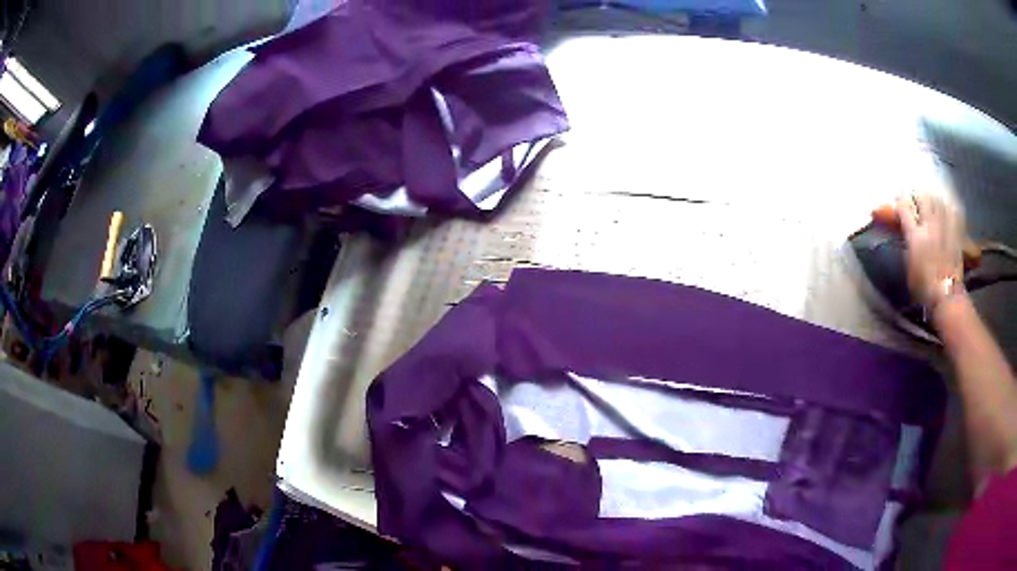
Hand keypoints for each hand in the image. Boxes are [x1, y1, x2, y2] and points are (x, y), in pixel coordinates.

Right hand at [897, 193, 965, 308]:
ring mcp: (944, 227)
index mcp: (915, 236)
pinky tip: (947, 209)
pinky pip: (952, 211)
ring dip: (932, 198)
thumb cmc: (924, 287)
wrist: (947, 296)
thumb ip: (907, 244)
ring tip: (930, 200)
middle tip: (914, 197)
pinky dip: (948, 207)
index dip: (900, 200)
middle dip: (917, 194)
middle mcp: (929, 226)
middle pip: (922, 197)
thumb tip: (906, 231)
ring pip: (937, 200)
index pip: (904, 207)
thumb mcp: (909, 267)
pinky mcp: (955, 232)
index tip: (898, 200)